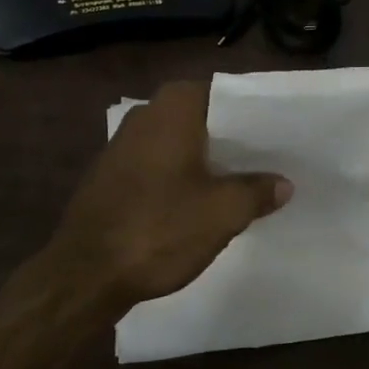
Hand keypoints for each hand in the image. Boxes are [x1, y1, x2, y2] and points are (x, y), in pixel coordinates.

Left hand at [44, 81, 291, 322]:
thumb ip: (257, 191)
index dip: (253, 114)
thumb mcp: (222, 212)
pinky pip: (158, 164)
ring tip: (242, 181)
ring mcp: (122, 144)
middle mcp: (145, 115)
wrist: (85, 274)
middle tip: (268, 158)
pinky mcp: (110, 175)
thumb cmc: (159, 228)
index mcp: (173, 108)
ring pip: (179, 142)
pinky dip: (181, 176)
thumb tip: (283, 183)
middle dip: (232, 139)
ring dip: (206, 160)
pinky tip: (200, 201)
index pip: (224, 95)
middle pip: (201, 118)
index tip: (278, 133)